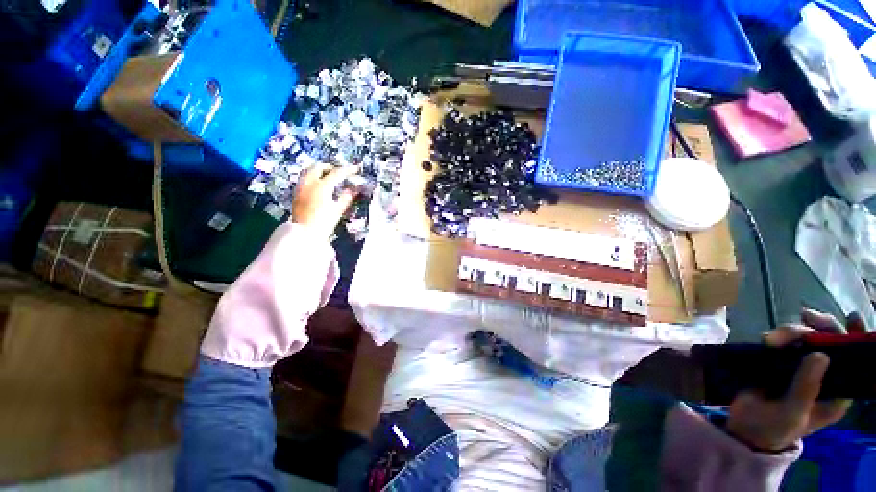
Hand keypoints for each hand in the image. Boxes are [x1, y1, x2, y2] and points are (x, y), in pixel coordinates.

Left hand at [291, 164, 359, 238]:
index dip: (348, 170)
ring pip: (309, 171)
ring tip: (329, 177)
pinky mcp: (296, 193)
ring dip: (320, 171)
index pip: (337, 173)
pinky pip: (305, 179)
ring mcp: (301, 187)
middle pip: (319, 167)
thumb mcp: (338, 210)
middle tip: (340, 173)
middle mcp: (309, 183)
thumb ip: (346, 197)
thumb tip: (354, 189)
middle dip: (331, 167)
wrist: (304, 234)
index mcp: (322, 186)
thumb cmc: (323, 223)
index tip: (356, 169)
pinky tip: (319, 186)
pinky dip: (313, 178)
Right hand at [725, 309, 863, 451]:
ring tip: (769, 339)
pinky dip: (779, 336)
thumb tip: (821, 355)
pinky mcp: (781, 362)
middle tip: (801, 319)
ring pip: (806, 339)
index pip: (855, 361)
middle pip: (830, 343)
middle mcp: (824, 376)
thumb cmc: (774, 428)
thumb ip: (806, 388)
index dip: (857, 338)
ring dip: (791, 332)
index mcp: (836, 393)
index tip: (850, 317)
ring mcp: (801, 368)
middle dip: (817, 328)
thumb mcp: (791, 413)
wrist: (745, 429)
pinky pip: (786, 342)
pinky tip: (767, 339)